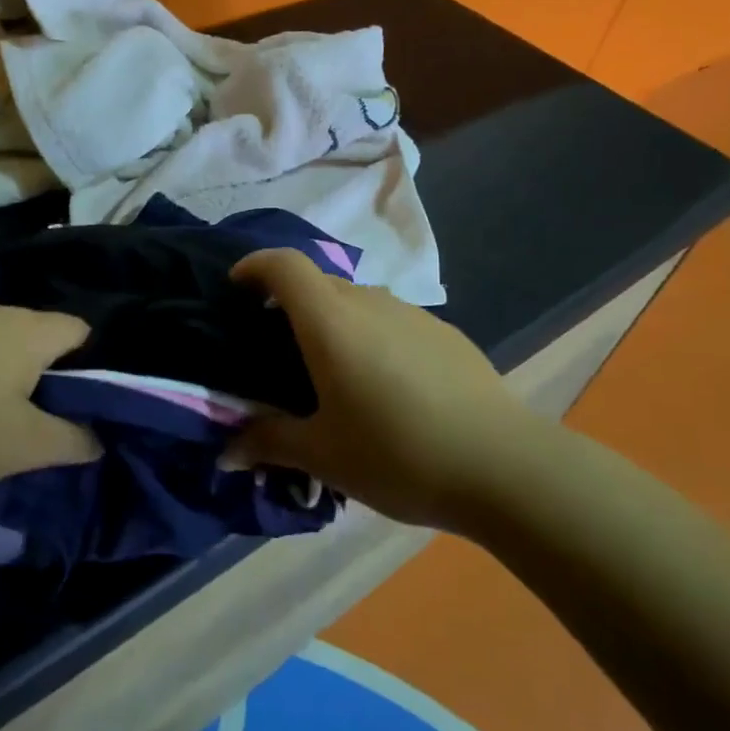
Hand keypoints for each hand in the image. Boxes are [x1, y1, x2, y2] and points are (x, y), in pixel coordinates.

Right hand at [225, 249, 542, 530]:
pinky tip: (387, 387)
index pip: (284, 265)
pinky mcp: (445, 333)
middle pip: (318, 282)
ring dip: (334, 321)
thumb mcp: (324, 456)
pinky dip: (372, 336)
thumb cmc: (398, 454)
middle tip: (279, 348)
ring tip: (334, 372)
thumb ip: (269, 443)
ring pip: (358, 301)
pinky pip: (392, 320)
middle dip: (290, 302)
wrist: (504, 465)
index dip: (255, 265)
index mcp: (330, 321)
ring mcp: (412, 314)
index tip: (238, 287)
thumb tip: (225, 453)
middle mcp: (369, 303)